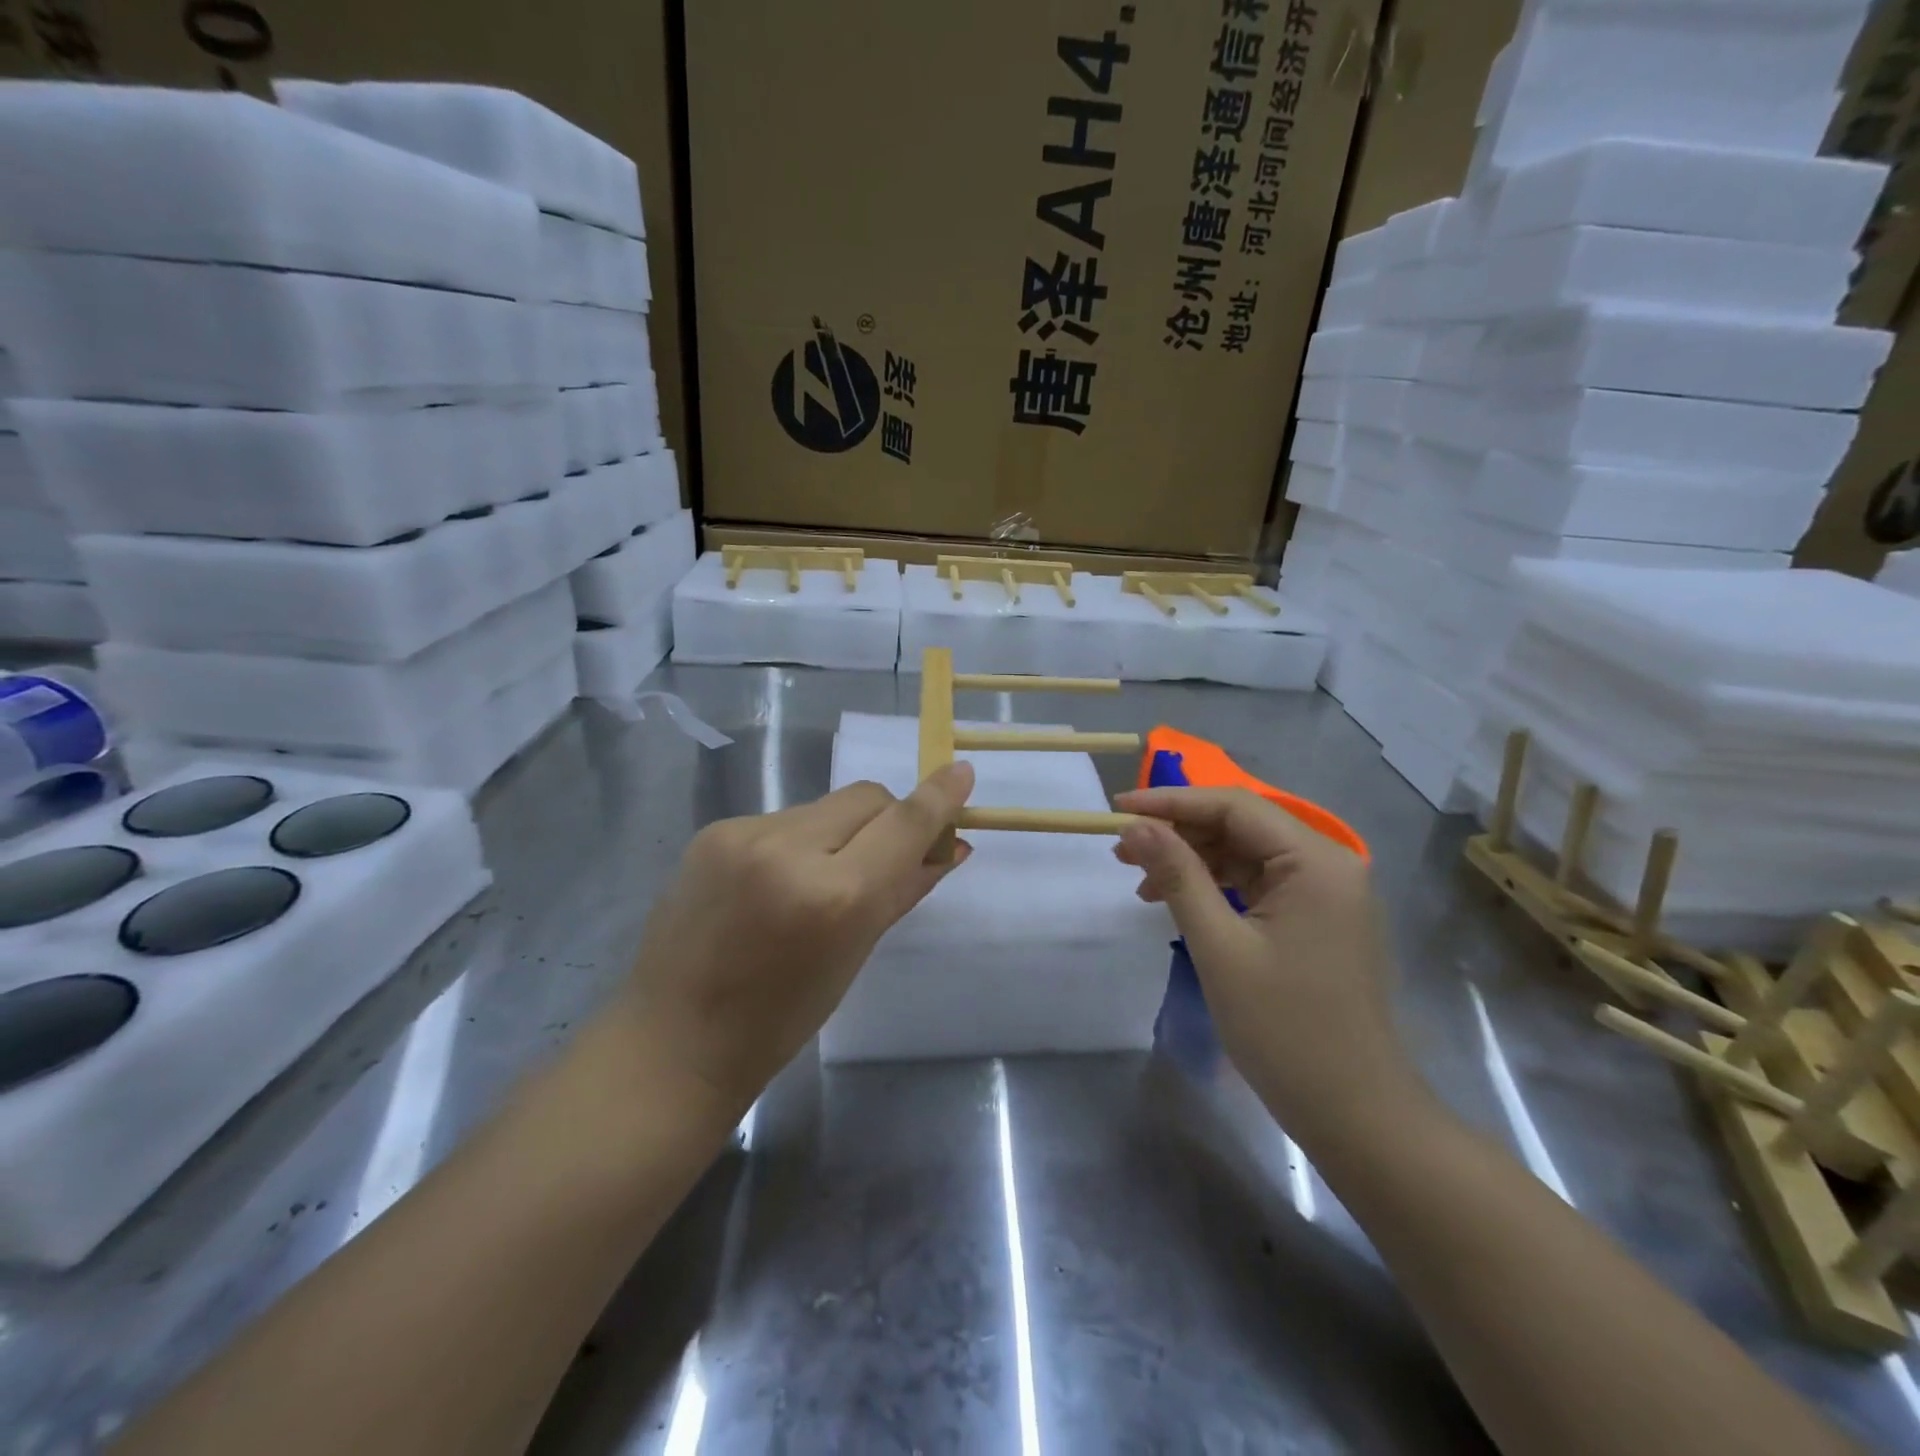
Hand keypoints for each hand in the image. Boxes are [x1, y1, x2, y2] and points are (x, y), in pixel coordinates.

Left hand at [618, 764, 975, 1116]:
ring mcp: (743, 835)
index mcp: (833, 896)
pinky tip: (776, 883)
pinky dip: (798, 842)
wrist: (673, 1041)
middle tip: (886, 857)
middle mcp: (788, 849)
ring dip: (841, 832)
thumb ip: (904, 889)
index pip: (903, 824)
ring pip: (824, 807)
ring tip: (819, 880)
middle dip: (888, 818)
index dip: (938, 797)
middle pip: (866, 798)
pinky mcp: (713, 831)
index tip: (962, 772)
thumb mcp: (855, 954)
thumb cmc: (780, 1018)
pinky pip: (782, 820)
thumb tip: (950, 847)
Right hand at [1112, 787, 1425, 1144]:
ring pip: (1247, 853)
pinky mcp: (1317, 918)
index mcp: (1317, 861)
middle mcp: (1330, 864)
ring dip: (1194, 860)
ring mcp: (1326, 892)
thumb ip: (1178, 876)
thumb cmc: (1285, 1029)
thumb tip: (1135, 826)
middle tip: (1122, 851)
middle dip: (1179, 833)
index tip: (1118, 809)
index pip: (1234, 806)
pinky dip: (1216, 886)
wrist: (1355, 1114)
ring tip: (1142, 881)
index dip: (1171, 801)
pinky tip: (1180, 901)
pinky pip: (1259, 883)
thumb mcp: (1219, 947)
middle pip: (1241, 825)